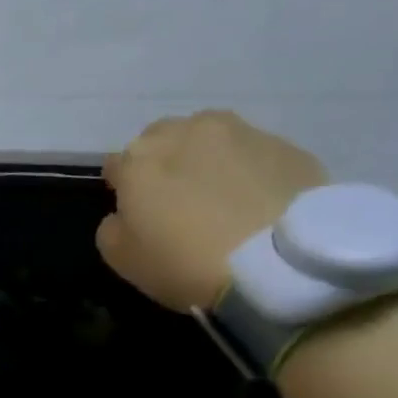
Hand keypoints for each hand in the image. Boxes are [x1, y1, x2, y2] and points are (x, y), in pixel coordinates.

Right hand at [97, 110, 327, 311]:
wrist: (280, 263)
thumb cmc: (186, 262)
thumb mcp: (122, 258)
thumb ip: (112, 227)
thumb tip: (124, 213)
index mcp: (139, 160)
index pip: (116, 164)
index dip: (121, 187)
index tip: (132, 211)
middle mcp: (185, 133)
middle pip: (161, 139)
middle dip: (162, 162)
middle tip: (174, 198)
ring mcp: (239, 134)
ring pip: (208, 136)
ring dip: (204, 156)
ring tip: (218, 191)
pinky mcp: (285, 145)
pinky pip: (252, 153)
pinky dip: (247, 169)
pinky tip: (255, 200)